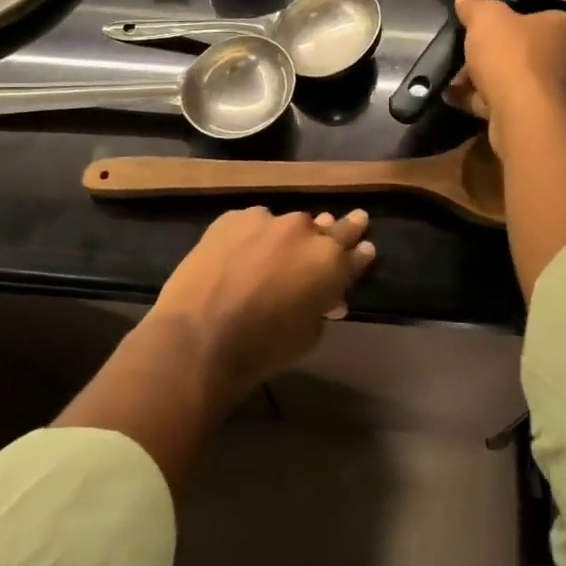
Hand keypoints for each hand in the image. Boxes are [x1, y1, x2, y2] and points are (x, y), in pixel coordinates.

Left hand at [148, 207, 375, 401]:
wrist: (199, 336)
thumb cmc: (263, 347)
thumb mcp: (309, 334)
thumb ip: (321, 305)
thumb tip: (324, 296)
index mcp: (331, 262)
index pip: (356, 254)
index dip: (361, 254)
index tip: (366, 248)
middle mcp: (305, 232)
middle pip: (331, 227)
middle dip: (343, 228)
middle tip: (355, 219)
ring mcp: (268, 220)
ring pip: (288, 224)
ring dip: (290, 236)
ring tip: (283, 246)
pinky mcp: (233, 218)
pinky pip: (253, 223)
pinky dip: (254, 235)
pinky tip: (243, 250)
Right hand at [445, 0, 565, 141]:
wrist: (523, 115)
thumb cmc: (511, 56)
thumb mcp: (485, 19)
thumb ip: (475, 6)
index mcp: (563, 28)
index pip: (536, 17)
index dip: (507, 22)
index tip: (481, 30)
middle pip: (522, 51)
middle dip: (490, 55)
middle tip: (464, 56)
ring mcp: (556, 91)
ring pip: (513, 79)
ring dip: (483, 80)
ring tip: (454, 82)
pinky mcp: (540, 117)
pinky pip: (507, 102)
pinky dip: (483, 101)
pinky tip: (456, 99)